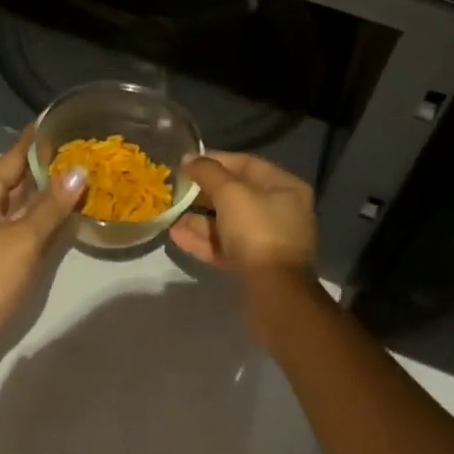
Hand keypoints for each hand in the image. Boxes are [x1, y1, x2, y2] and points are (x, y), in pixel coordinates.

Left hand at [0, 131, 86, 348]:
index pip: (16, 154)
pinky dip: (49, 212)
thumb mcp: (24, 239)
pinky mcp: (3, 247)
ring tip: (89, 168)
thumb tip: (79, 170)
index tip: (67, 118)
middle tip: (90, 145)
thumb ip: (52, 205)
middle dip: (53, 162)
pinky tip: (75, 206)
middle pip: (22, 174)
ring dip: (54, 187)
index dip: (41, 138)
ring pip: (27, 198)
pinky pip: (29, 219)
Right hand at [170, 152, 322, 339]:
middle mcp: (279, 211)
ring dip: (198, 218)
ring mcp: (267, 240)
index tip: (186, 163)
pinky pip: (226, 245)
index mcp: (284, 187)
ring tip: (169, 214)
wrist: (274, 295)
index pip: (246, 163)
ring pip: (228, 222)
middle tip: (174, 189)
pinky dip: (203, 240)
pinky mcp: (254, 266)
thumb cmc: (257, 231)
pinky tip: (176, 236)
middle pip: (236, 193)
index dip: (215, 160)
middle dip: (203, 192)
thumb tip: (189, 158)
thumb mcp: (230, 193)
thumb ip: (208, 172)